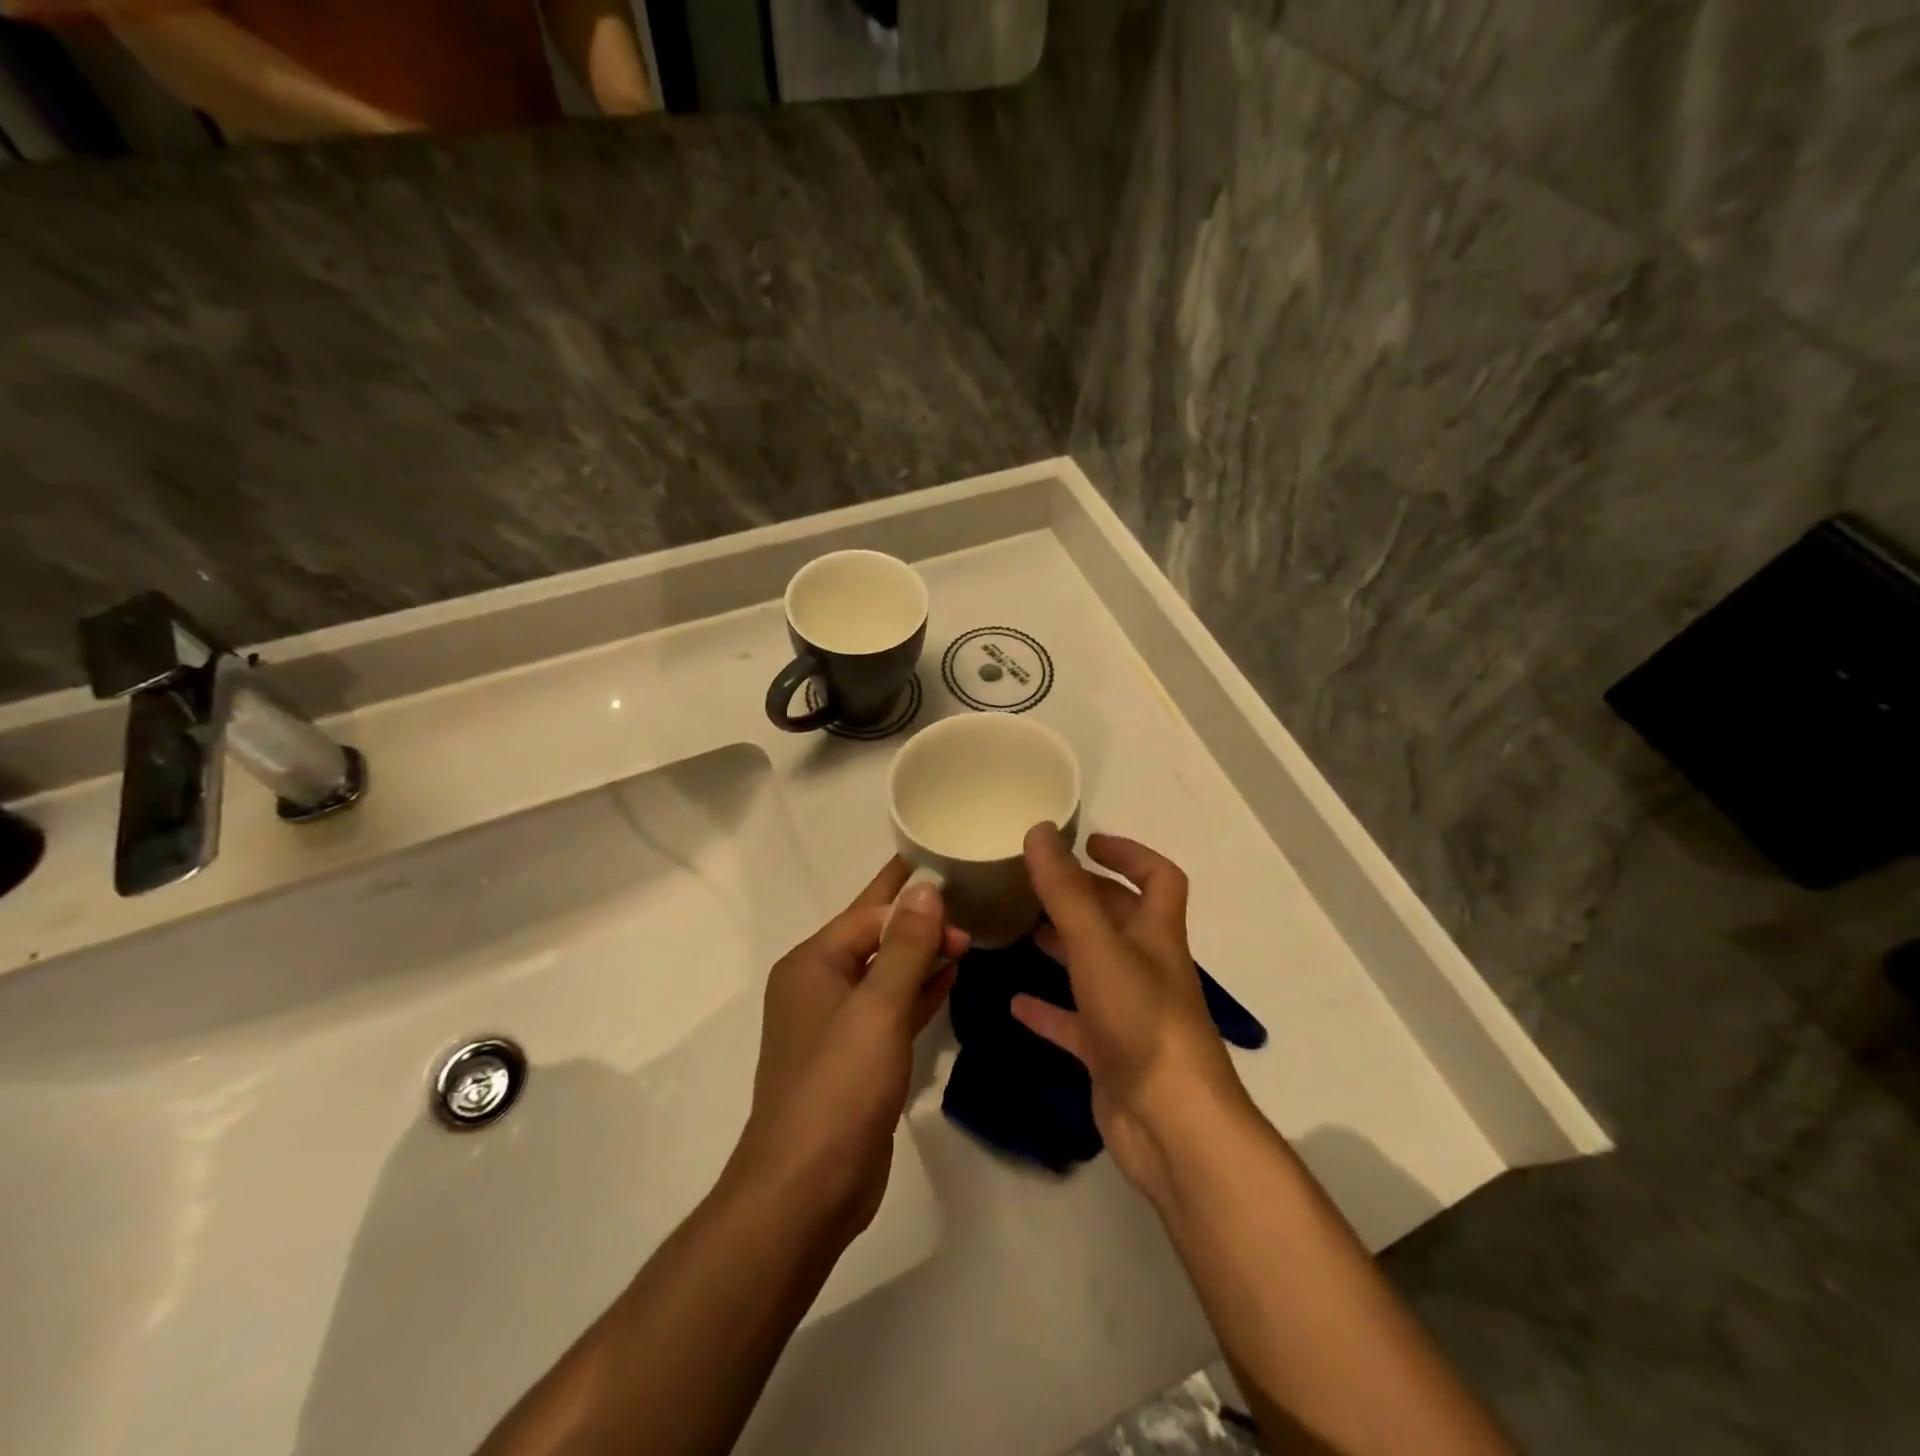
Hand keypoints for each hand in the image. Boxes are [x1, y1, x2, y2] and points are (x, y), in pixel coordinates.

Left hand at [726, 859, 966, 1237]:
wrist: (807, 1189)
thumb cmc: (839, 1086)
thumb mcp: (877, 1008)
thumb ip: (904, 945)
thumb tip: (926, 888)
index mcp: (812, 964)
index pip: (867, 912)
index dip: (911, 896)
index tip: (955, 877)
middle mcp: (819, 986)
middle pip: (875, 938)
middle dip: (919, 923)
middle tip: (971, 908)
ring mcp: (837, 1025)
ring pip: (886, 974)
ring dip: (922, 955)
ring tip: (968, 936)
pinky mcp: (856, 1059)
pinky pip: (891, 1009)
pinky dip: (918, 992)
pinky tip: (950, 978)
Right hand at [1013, 825, 1252, 1207]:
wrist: (1172, 1127)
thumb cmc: (1142, 1022)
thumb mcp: (1098, 947)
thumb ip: (1065, 891)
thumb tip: (1040, 831)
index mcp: (1156, 935)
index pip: (1158, 877)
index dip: (1129, 853)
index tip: (1088, 842)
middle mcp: (1146, 968)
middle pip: (1119, 919)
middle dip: (1084, 896)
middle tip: (1036, 882)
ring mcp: (1128, 1013)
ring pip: (1094, 967)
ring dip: (1064, 946)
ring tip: (1022, 928)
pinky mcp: (1110, 1054)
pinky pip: (1074, 1022)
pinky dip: (1047, 1009)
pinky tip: (1014, 1002)